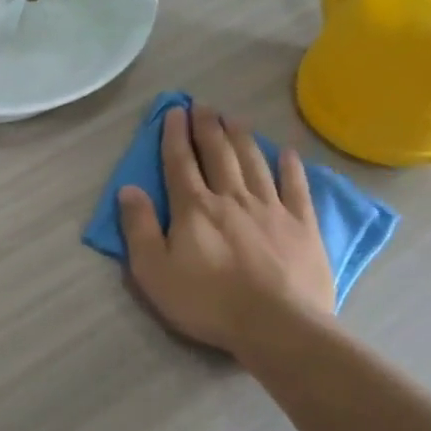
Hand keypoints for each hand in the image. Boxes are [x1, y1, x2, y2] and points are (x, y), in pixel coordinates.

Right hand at [118, 105, 336, 356]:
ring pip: (254, 162)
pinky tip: (286, 152)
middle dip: (208, 127)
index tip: (174, 111)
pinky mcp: (302, 225)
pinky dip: (290, 167)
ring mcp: (271, 209)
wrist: (277, 325)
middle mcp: (232, 198)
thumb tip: (128, 189)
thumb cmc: (207, 302)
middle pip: (218, 154)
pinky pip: (296, 187)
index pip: (180, 163)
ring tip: (235, 118)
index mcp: (194, 208)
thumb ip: (138, 228)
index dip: (175, 135)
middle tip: (203, 105)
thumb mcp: (154, 271)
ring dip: (242, 137)